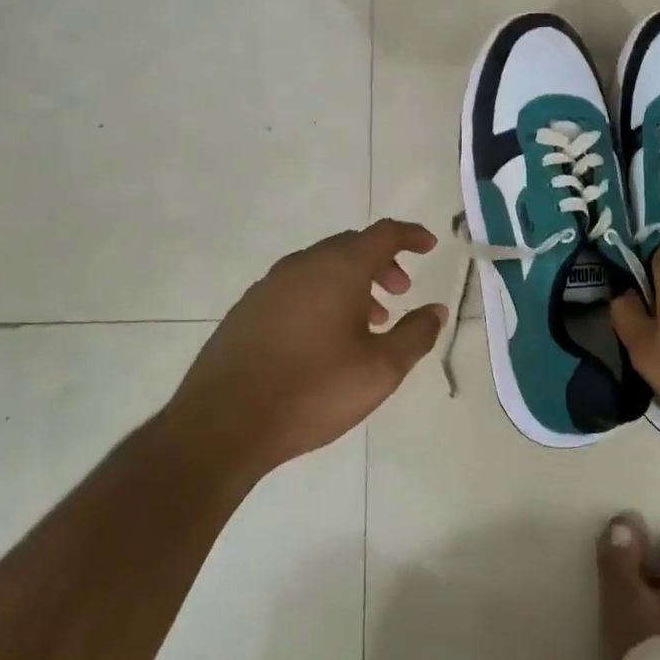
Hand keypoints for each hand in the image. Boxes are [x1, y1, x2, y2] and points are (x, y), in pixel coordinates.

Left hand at [168, 220, 448, 482]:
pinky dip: (322, 297)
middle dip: (382, 263)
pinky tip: (324, 338)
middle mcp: (302, 266)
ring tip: (369, 321)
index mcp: (338, 269)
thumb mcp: (381, 369)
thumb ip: (415, 335)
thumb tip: (436, 310)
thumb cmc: (313, 390)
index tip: (430, 245)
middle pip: (351, 247)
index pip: (383, 234)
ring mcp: (269, 287)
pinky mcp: (246, 311)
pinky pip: (296, 288)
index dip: (411, 236)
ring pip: (321, 268)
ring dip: (352, 283)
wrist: (223, 425)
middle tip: (401, 291)